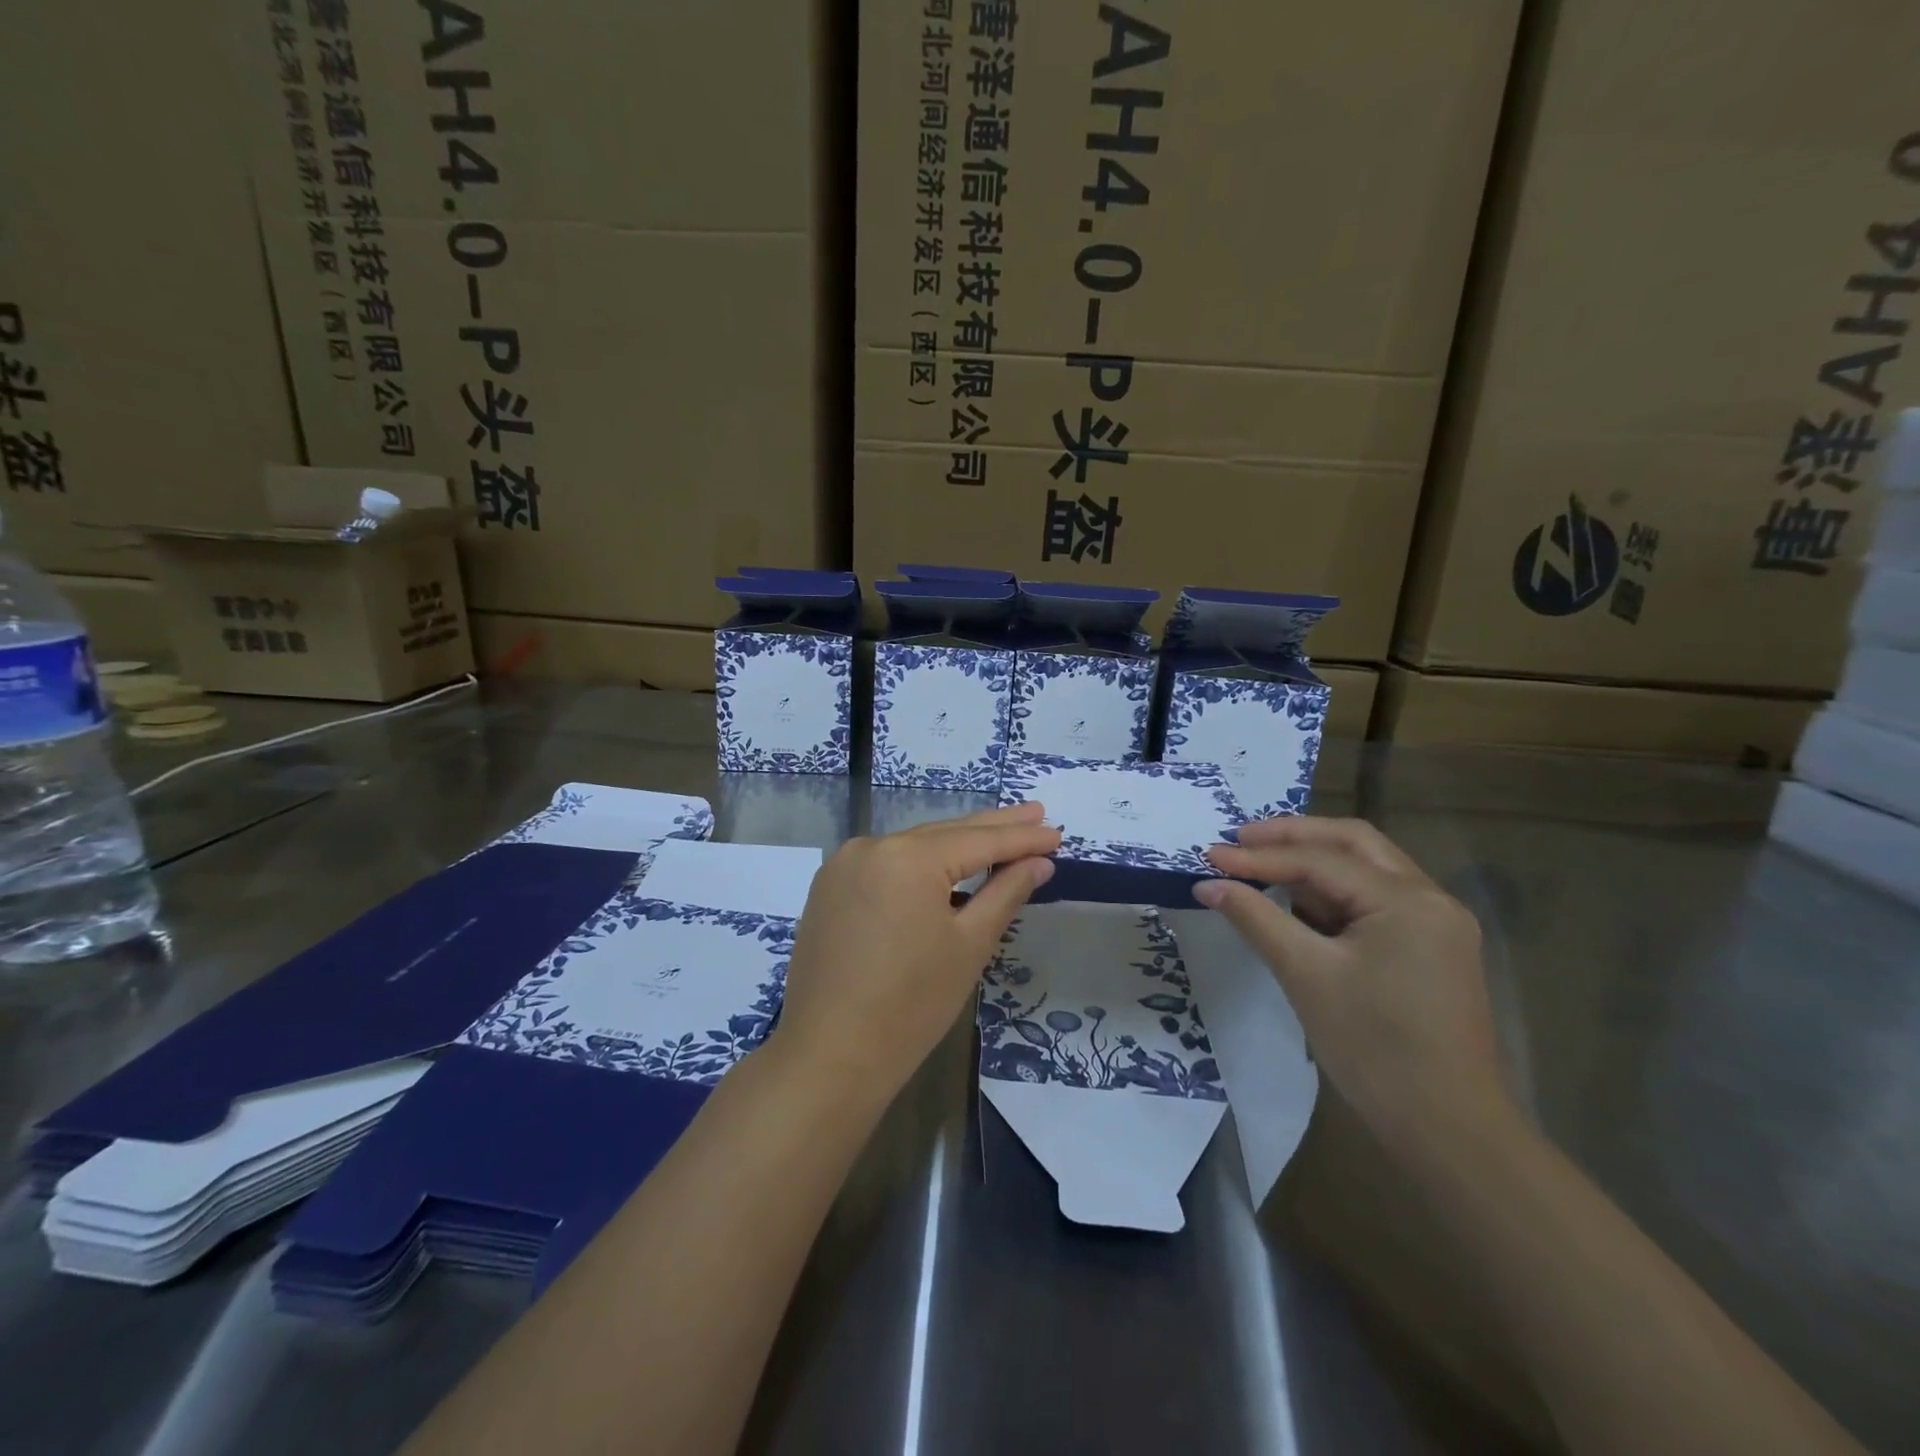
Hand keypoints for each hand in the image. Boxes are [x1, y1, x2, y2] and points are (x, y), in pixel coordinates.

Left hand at [772, 804, 1059, 1099]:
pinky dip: (921, 864)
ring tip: (1000, 836)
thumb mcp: (969, 946)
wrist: (828, 1056)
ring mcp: (844, 866)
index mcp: (907, 857)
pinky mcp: (830, 888)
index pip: (978, 841)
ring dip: (957, 844)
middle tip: (1037, 813)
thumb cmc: (910, 1006)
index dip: (1021, 838)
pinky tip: (947, 867)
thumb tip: (1038, 863)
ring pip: (914, 847)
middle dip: (993, 827)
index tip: (1056, 831)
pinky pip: (887, 864)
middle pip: (944, 834)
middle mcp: (871, 847)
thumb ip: (1005, 894)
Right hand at [1196, 817, 1513, 1159]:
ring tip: (1261, 862)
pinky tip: (1299, 900)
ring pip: (1368, 867)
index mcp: (1408, 901)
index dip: (1260, 856)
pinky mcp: (1432, 947)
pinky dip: (1334, 890)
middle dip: (1293, 836)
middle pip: (1354, 843)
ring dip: (1314, 859)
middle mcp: (1431, 898)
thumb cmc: (1374, 1049)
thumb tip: (1208, 884)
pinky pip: (1376, 899)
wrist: (1447, 1129)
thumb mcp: (1306, 975)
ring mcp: (1438, 922)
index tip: (1210, 855)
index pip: (1321, 860)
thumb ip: (1255, 919)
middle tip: (1240, 839)